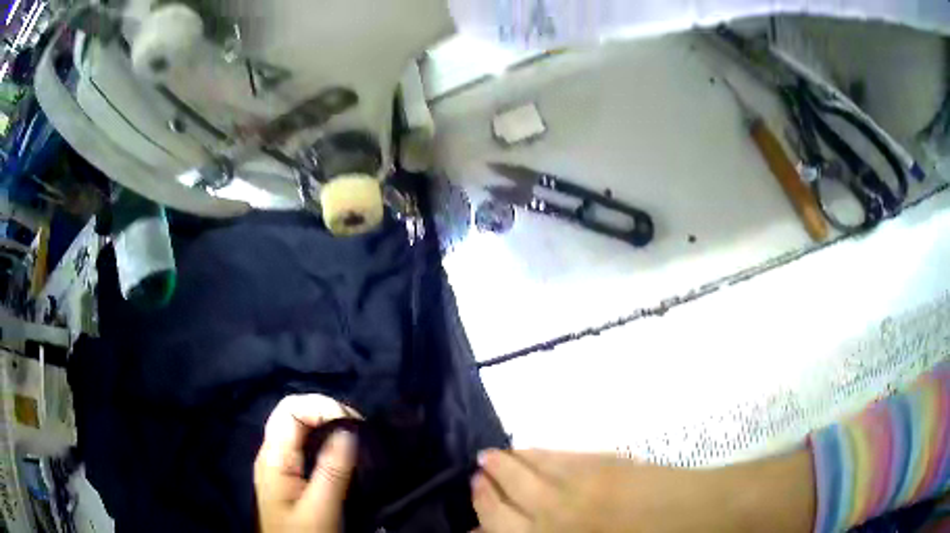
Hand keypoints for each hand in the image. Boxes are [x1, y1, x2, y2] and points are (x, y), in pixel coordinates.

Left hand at [254, 394, 360, 532]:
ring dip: (330, 425)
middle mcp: (273, 453)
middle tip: (361, 429)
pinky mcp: (292, 475)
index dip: (321, 406)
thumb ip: (332, 470)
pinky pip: (307, 446)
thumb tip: (348, 427)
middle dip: (328, 412)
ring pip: (302, 428)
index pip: (290, 408)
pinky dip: (328, 441)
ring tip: (358, 437)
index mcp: (274, 456)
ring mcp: (281, 464)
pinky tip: (346, 452)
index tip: (354, 423)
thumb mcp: (320, 508)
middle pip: (295, 413)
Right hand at [471, 449, 813, 532]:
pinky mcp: (599, 465)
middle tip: (475, 477)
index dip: (481, 520)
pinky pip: (555, 458)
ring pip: (524, 474)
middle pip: (503, 501)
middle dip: (484, 490)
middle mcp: (554, 518)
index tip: (471, 516)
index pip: (498, 531)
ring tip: (488, 458)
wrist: (702, 515)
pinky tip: (526, 449)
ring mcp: (576, 489)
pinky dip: (534, 454)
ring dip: (502, 465)